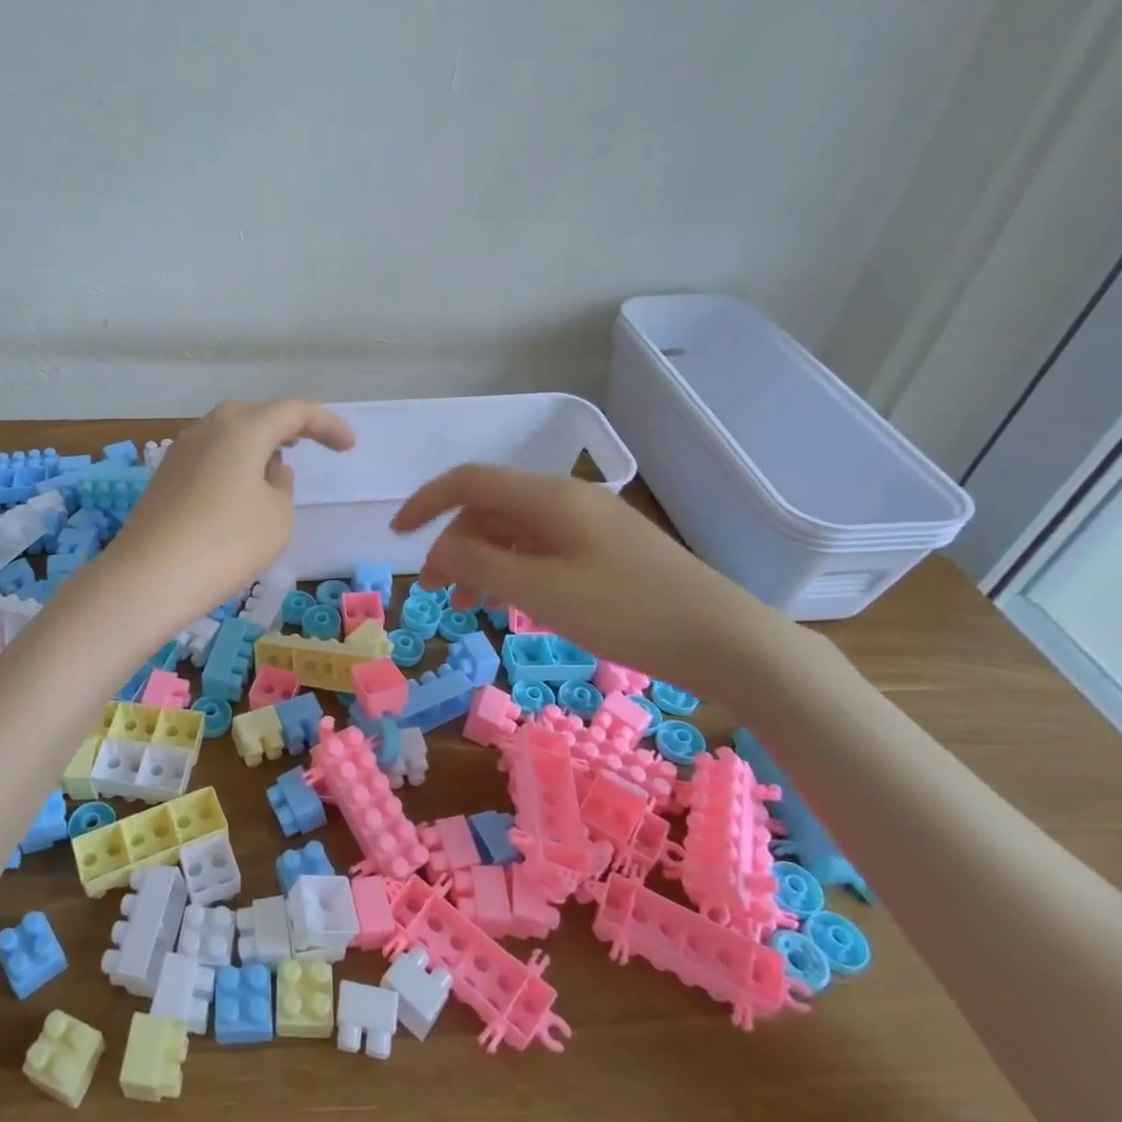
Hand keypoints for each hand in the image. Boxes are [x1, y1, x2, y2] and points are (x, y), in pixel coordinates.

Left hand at [103, 399, 354, 625]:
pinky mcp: (163, 477)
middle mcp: (208, 429)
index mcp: (243, 429)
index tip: (347, 446)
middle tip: (304, 445)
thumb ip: (282, 486)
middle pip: (253, 415)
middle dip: (283, 427)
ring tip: (272, 471)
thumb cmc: (227, 543)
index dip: (326, 425)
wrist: (150, 577)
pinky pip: (207, 457)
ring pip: (226, 435)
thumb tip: (268, 470)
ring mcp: (179, 451)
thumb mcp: (276, 517)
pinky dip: (229, 464)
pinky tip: (236, 493)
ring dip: (253, 446)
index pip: (294, 411)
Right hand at [390, 464, 795, 699]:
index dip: (425, 502)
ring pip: (514, 531)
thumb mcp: (541, 592)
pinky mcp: (605, 551)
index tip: (396, 536)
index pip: (469, 481)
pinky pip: (541, 549)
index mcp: (549, 497)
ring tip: (467, 606)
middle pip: (489, 508)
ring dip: (481, 561)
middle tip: (436, 592)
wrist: (724, 640)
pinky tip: (511, 603)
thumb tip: (440, 551)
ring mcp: (589, 526)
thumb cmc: (627, 612)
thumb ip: (480, 565)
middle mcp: (566, 500)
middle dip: (453, 545)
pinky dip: (513, 571)